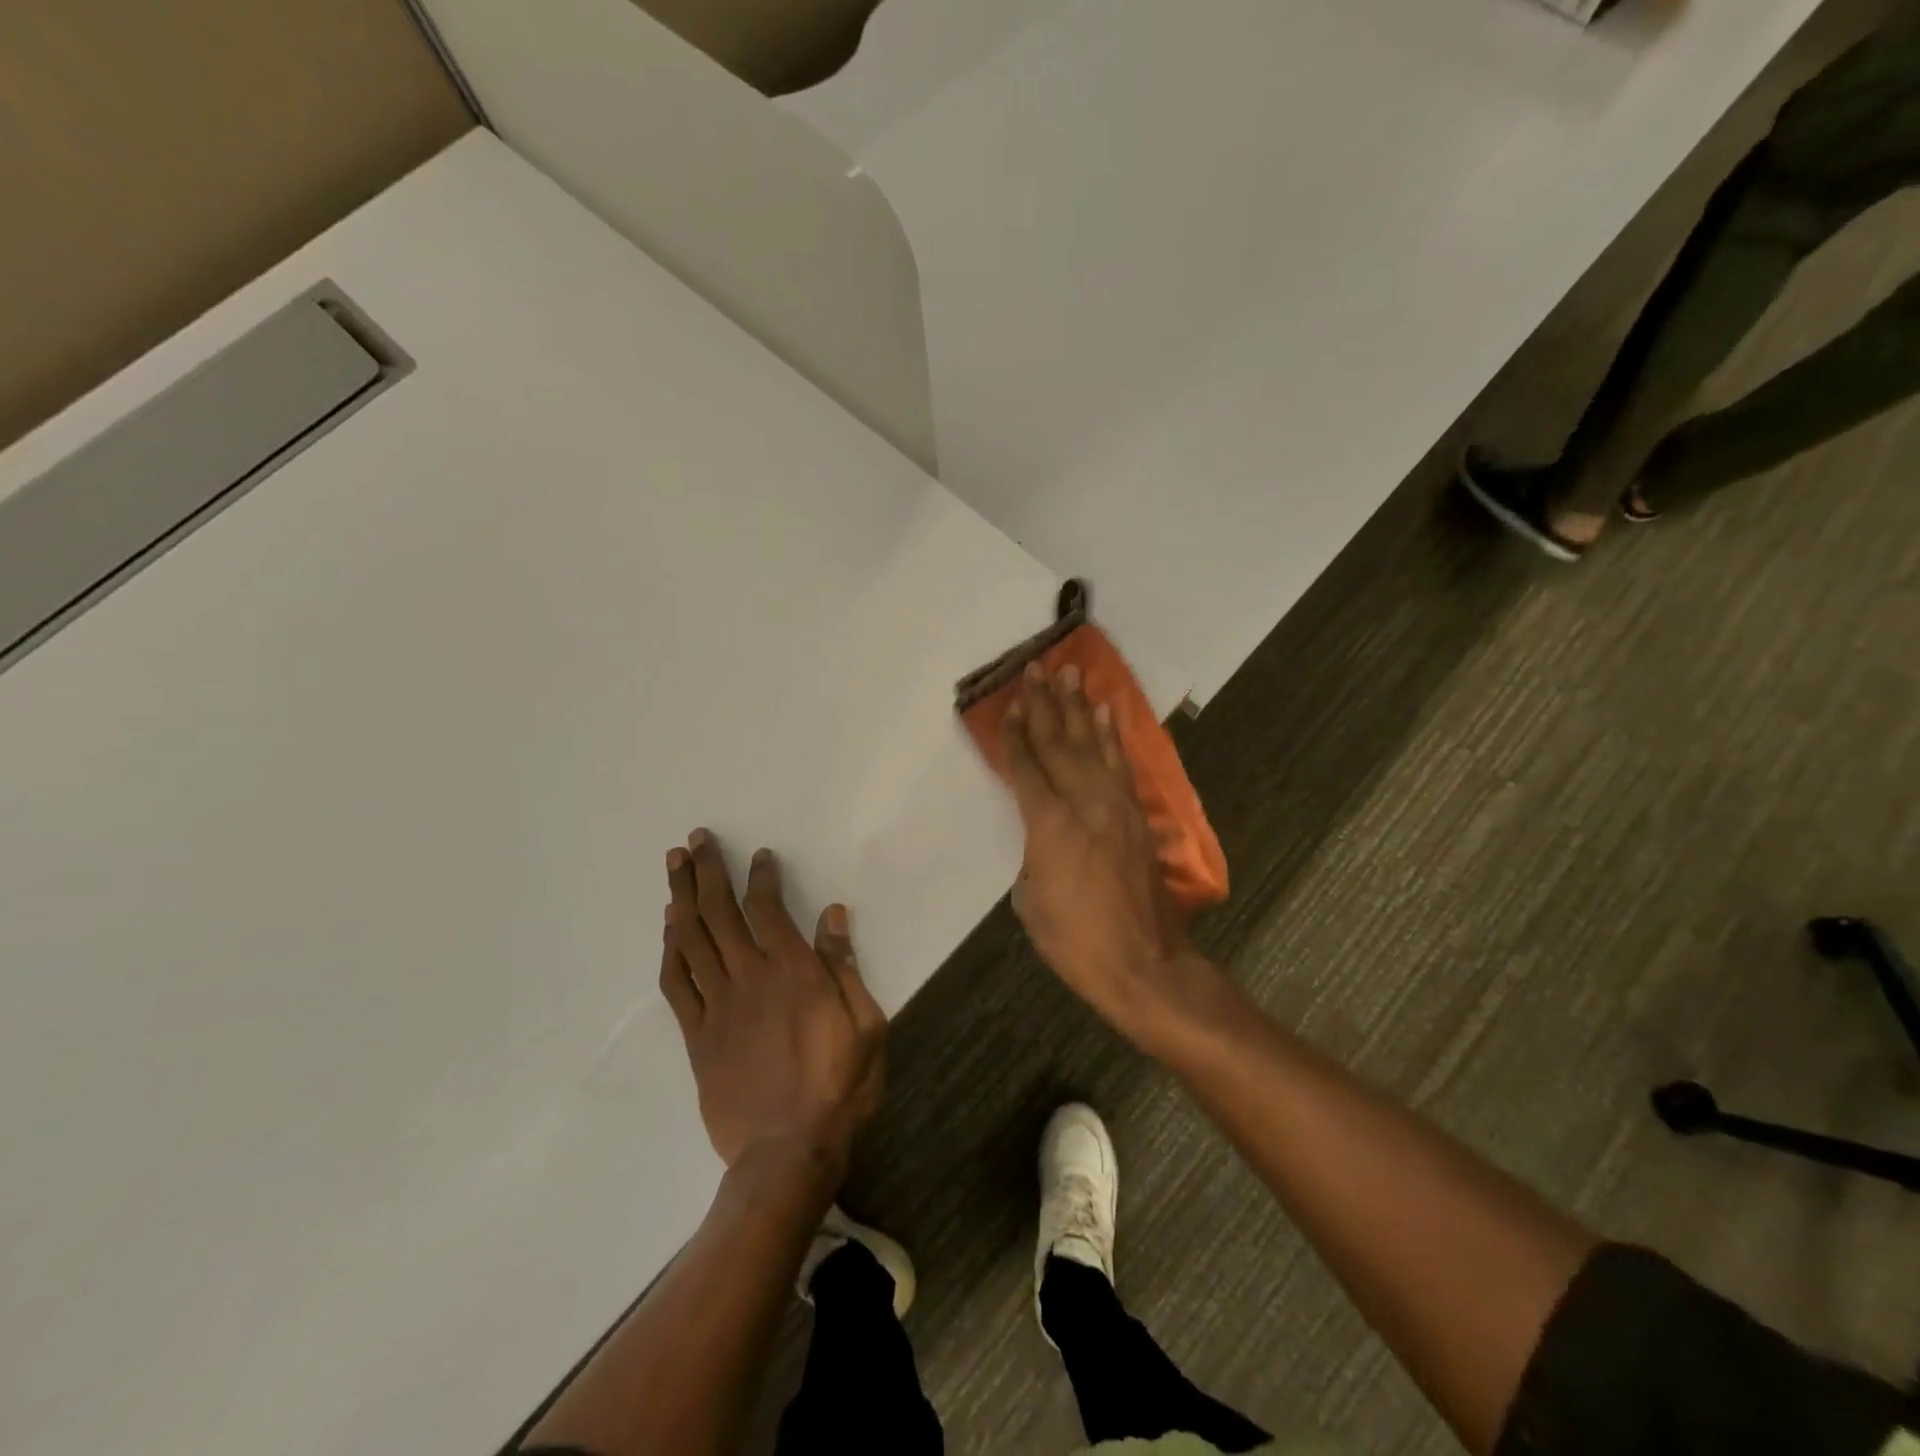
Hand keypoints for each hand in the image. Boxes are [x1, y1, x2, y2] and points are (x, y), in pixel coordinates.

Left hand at [659, 829, 886, 1180]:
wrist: (788, 1151)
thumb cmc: (839, 1086)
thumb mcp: (865, 1024)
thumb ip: (845, 966)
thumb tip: (832, 914)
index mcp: (793, 972)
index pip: (768, 909)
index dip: (761, 876)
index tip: (759, 854)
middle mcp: (750, 978)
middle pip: (719, 913)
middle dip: (707, 871)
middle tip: (695, 839)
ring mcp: (718, 1006)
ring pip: (692, 940)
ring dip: (681, 897)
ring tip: (674, 865)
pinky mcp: (698, 1036)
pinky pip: (677, 984)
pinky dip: (671, 950)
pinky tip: (669, 927)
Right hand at [1000, 664, 1207, 1036]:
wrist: (1142, 963)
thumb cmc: (1074, 940)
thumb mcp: (1031, 899)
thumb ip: (1033, 853)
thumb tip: (1043, 834)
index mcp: (1049, 824)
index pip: (1026, 768)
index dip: (1013, 736)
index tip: (1006, 705)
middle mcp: (1084, 803)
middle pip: (1058, 744)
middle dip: (1044, 705)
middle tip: (1036, 670)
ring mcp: (1115, 806)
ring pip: (1093, 745)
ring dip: (1079, 708)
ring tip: (1071, 674)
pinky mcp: (1136, 816)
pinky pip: (1121, 765)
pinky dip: (1113, 736)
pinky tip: (1107, 713)